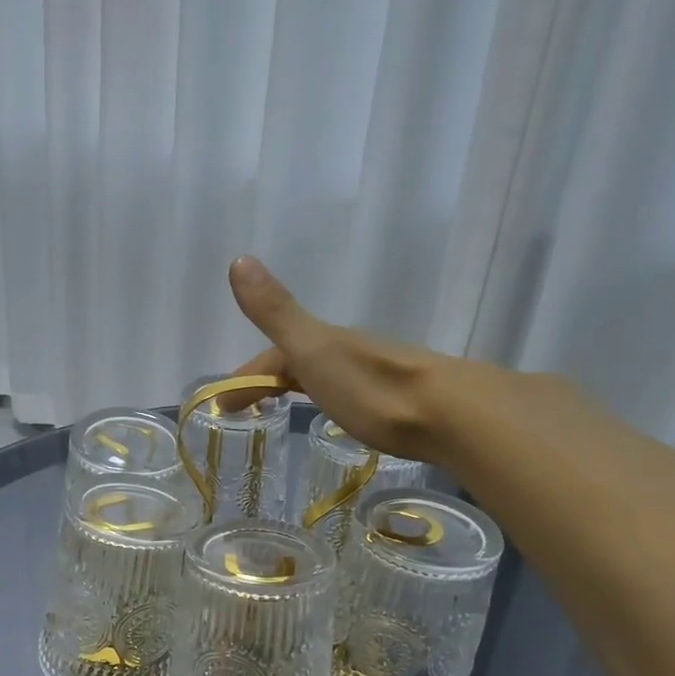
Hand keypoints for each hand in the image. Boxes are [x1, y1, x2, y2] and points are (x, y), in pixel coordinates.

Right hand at [226, 255, 477, 462]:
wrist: (452, 414)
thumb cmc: (373, 387)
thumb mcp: (314, 350)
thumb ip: (276, 313)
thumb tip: (239, 259)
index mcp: (326, 344)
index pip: (273, 356)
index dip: (245, 376)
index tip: (222, 406)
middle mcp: (351, 352)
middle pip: (301, 362)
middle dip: (270, 380)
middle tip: (248, 410)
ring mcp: (379, 374)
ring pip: (329, 376)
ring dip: (303, 388)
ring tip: (287, 412)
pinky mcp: (402, 401)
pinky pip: (354, 393)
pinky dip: (333, 400)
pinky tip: (342, 415)